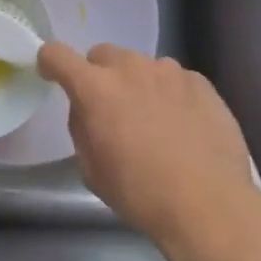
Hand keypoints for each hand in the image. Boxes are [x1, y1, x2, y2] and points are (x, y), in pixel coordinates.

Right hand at [38, 42, 260, 251]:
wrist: (209, 206)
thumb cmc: (141, 194)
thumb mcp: (92, 170)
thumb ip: (83, 128)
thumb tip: (89, 112)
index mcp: (95, 88)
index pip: (58, 54)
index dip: (51, 62)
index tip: (53, 75)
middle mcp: (130, 68)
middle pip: (103, 55)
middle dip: (100, 76)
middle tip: (111, 110)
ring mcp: (169, 71)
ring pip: (141, 66)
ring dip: (138, 85)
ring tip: (154, 122)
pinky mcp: (200, 82)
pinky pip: (174, 80)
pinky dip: (170, 95)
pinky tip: (183, 127)